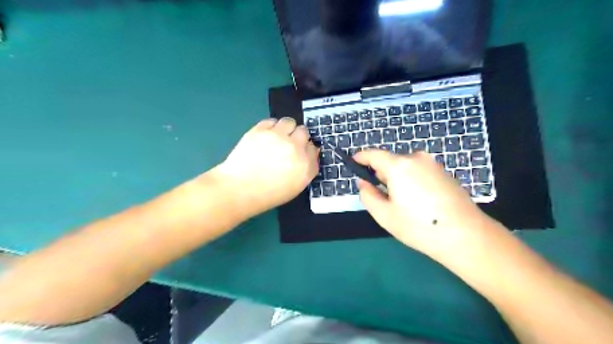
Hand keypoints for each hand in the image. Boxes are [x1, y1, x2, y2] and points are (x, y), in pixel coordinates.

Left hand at [214, 118, 318, 217]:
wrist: (239, 189)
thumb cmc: (267, 194)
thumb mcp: (295, 187)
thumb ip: (306, 169)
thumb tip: (309, 152)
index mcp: (306, 166)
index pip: (314, 149)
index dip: (306, 149)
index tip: (300, 152)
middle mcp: (295, 148)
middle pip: (304, 132)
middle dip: (298, 137)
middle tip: (288, 144)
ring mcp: (278, 137)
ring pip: (290, 122)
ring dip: (286, 128)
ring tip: (277, 137)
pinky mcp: (261, 130)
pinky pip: (272, 121)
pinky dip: (271, 127)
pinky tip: (265, 136)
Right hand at [352, 151, 494, 259]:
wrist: (466, 235)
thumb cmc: (419, 226)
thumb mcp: (384, 215)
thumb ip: (368, 195)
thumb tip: (364, 183)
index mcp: (399, 166)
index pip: (373, 155)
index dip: (361, 157)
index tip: (353, 162)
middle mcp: (416, 158)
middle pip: (391, 161)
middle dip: (382, 174)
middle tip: (382, 196)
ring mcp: (433, 164)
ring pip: (405, 166)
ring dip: (398, 178)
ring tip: (403, 203)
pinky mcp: (444, 172)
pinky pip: (419, 171)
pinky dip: (412, 180)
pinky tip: (419, 202)